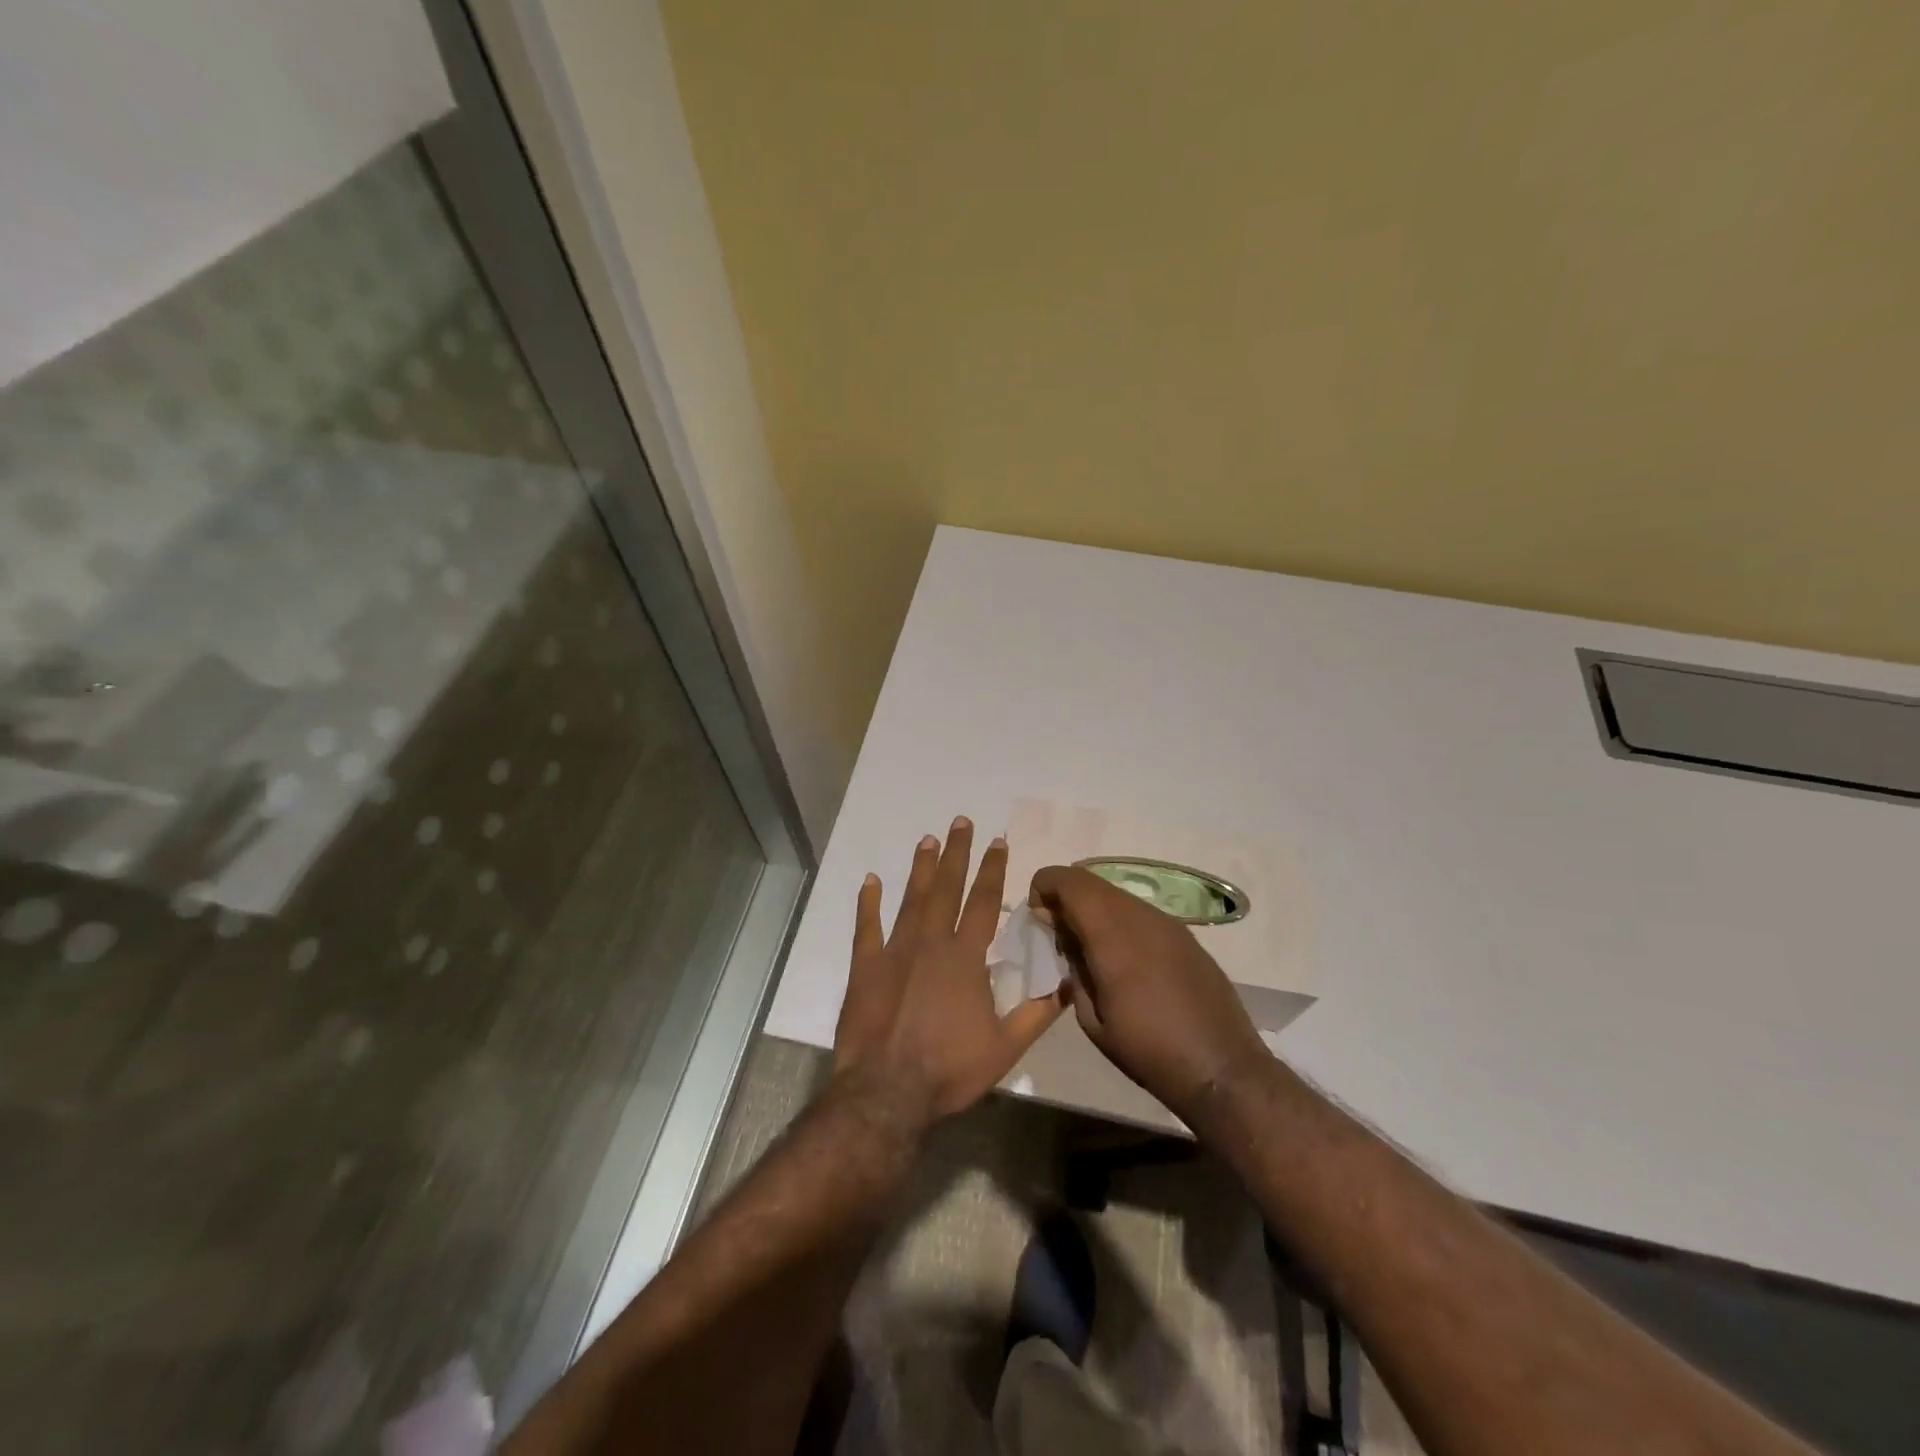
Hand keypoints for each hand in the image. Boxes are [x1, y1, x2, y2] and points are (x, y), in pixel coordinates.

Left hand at [834, 820, 1064, 1128]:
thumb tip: (1070, 984)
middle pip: (946, 888)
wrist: (886, 1092)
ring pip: (910, 899)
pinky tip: (870, 880)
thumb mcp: (1006, 1048)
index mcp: (965, 958)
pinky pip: (867, 927)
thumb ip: (1038, 1013)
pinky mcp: (865, 967)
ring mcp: (894, 951)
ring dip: (921, 869)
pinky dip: (868, 903)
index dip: (992, 870)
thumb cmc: (949, 1069)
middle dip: (956, 853)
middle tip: (960, 821)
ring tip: (927, 840)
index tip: (998, 841)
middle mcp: (931, 943)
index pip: (983, 902)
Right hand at [1029, 864, 1268, 1124]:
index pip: (1068, 881)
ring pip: (1117, 895)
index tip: (1038, 918)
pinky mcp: (1186, 935)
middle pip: (1091, 882)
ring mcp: (1168, 923)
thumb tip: (1066, 941)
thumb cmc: (1148, 1051)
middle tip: (1057, 933)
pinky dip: (1119, 920)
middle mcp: (1140, 916)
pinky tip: (1123, 958)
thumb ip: (1074, 969)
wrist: (1222, 1068)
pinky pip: (1140, 912)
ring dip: (1094, 909)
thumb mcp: (1092, 1019)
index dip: (1044, 887)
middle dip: (1066, 897)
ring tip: (1089, 948)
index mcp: (1111, 935)